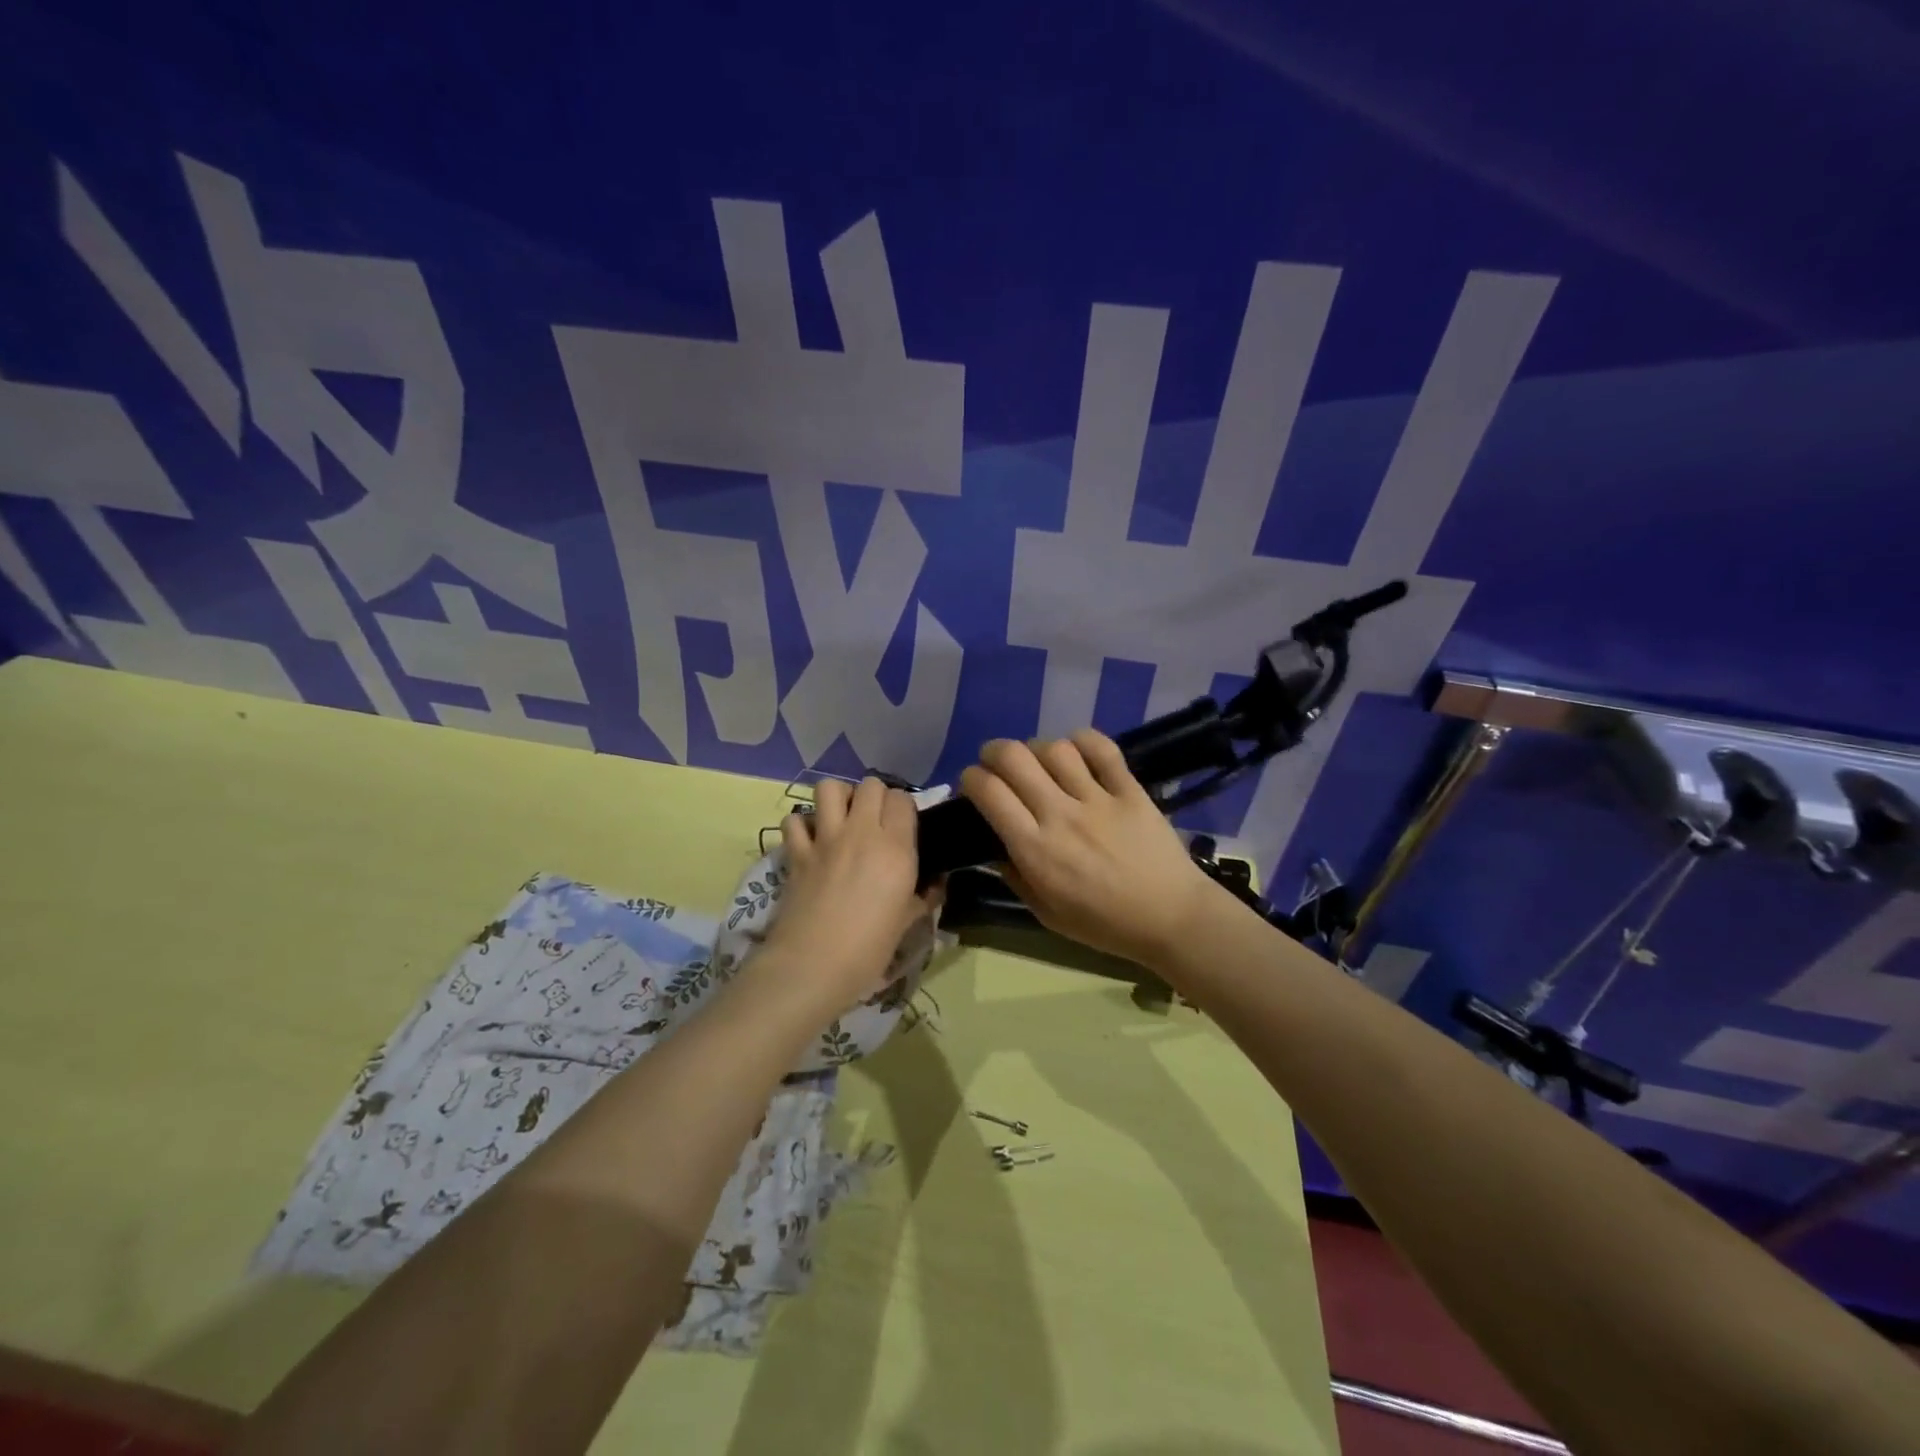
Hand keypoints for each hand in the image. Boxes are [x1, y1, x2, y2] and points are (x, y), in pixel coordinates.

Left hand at [757, 776, 939, 1019]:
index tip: (904, 828)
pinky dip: (801, 825)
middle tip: (875, 822)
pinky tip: (809, 841)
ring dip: (838, 798)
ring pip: (829, 788)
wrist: (814, 966)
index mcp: (896, 847)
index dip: (904, 809)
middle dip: (875, 797)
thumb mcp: (908, 921)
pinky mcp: (796, 852)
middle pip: (870, 785)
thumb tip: (936, 884)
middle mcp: (861, 832)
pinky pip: (794, 820)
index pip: (903, 799)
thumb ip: (925, 895)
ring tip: (842, 819)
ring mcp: (825, 839)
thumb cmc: (869, 948)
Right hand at [960, 732, 1218, 968]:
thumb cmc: (1104, 924)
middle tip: (996, 764)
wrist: (1171, 919)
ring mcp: (1098, 799)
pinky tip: (1077, 750)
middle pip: (1014, 758)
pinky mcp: (1130, 789)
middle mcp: (1061, 815)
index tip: (972, 785)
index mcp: (1035, 849)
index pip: (989, 792)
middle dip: (993, 752)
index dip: (971, 778)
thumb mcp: (1047, 914)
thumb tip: (995, 846)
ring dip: (1037, 749)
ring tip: (1040, 762)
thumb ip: (1015, 877)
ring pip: (1055, 748)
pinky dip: (1084, 740)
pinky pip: (1102, 748)